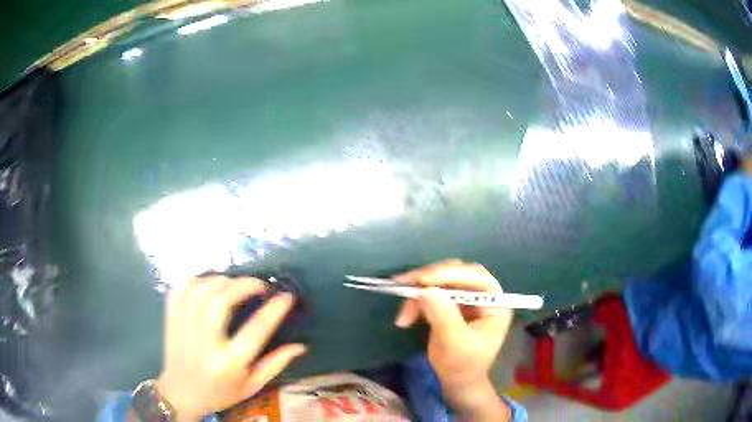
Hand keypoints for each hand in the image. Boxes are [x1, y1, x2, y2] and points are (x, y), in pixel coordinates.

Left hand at [155, 277, 305, 420]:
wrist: (180, 394)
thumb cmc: (220, 393)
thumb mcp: (252, 385)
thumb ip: (275, 364)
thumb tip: (302, 346)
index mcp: (228, 364)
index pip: (255, 330)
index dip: (274, 310)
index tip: (287, 296)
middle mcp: (204, 343)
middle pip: (222, 301)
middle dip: (244, 285)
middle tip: (260, 285)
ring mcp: (183, 327)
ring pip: (201, 290)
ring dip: (222, 280)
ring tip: (236, 284)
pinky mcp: (171, 318)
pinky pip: (181, 288)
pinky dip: (196, 280)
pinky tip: (208, 285)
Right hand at [394, 260, 512, 418]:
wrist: (457, 381)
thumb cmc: (463, 365)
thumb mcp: (454, 343)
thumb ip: (443, 316)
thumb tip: (424, 290)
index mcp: (495, 302)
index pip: (476, 277)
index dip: (450, 274)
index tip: (423, 280)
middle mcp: (483, 295)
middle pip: (456, 274)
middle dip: (429, 280)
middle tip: (404, 286)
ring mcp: (466, 298)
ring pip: (440, 281)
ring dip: (418, 294)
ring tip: (403, 316)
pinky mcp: (451, 304)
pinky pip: (431, 293)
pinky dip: (416, 303)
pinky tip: (405, 319)